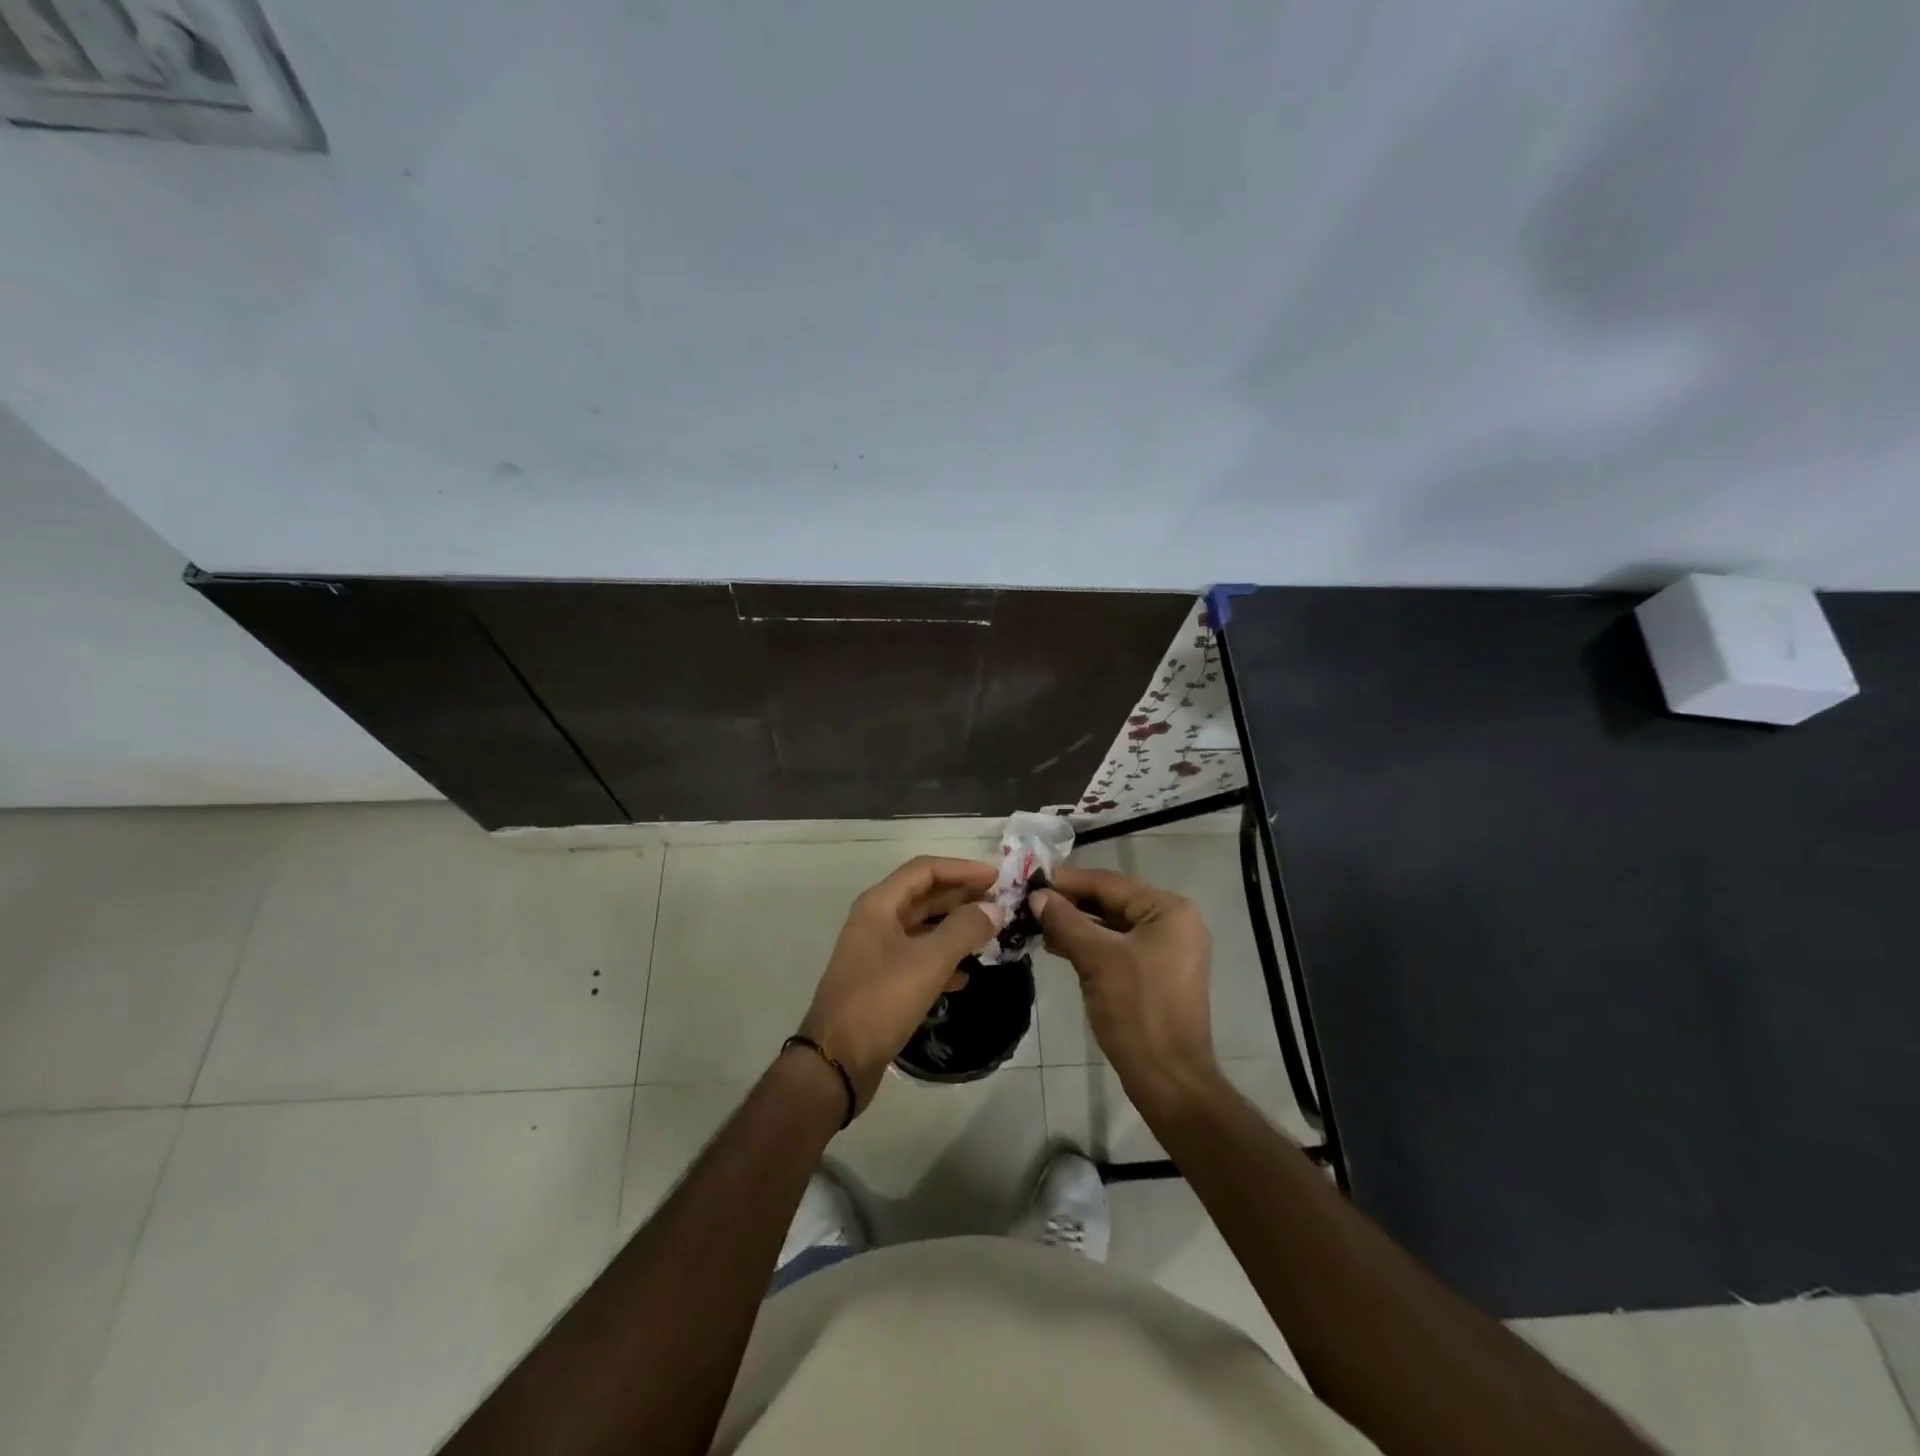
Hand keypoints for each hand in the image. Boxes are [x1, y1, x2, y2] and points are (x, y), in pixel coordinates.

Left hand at [797, 856, 1003, 1113]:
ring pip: (923, 929)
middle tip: (1000, 906)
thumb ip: (964, 930)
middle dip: (962, 898)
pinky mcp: (881, 982)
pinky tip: (965, 976)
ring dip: (955, 929)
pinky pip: (917, 959)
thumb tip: (995, 910)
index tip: (996, 879)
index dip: (962, 869)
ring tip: (990, 936)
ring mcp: (876, 953)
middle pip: (924, 897)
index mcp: (879, 906)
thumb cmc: (880, 1002)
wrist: (836, 1063)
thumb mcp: (928, 962)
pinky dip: (942, 960)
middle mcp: (875, 922)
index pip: (924, 870)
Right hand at [1032, 865, 1221, 1114]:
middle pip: (1111, 902)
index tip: (1029, 881)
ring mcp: (1167, 950)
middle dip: (1069, 904)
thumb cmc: (1137, 1010)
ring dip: (1075, 925)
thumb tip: (1037, 896)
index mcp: (1169, 910)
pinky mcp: (1156, 973)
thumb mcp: (1096, 959)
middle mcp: (1173, 922)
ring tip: (1035, 925)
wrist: (1169, 1079)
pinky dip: (1089, 945)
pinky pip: (1117, 947)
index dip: (1067, 881)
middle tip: (1028, 903)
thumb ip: (1065, 921)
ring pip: (1112, 926)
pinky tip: (1057, 946)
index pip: (1109, 883)